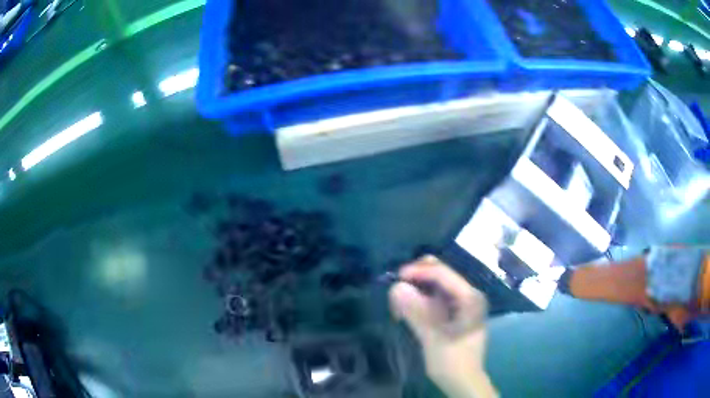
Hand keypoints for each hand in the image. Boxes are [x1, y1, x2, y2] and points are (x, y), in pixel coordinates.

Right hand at [389, 256, 496, 397]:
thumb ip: (417, 313)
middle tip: (396, 292)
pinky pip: (434, 298)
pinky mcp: (454, 312)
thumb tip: (395, 288)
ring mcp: (462, 303)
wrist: (463, 382)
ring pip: (435, 286)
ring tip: (398, 307)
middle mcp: (468, 295)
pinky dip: (419, 301)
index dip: (418, 271)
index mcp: (470, 298)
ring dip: (415, 291)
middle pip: (440, 275)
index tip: (395, 277)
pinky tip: (407, 312)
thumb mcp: (433, 339)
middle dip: (416, 279)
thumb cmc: (452, 363)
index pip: (443, 274)